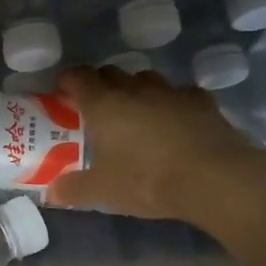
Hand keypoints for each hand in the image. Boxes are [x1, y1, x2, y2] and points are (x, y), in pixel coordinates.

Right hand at [44, 66, 265, 221]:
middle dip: (99, 84)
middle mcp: (134, 89)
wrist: (213, 178)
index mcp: (104, 104)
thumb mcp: (104, 191)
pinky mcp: (201, 101)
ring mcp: (170, 92)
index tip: (62, 93)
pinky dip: (171, 102)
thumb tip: (51, 192)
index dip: (67, 81)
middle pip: (111, 73)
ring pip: (145, 79)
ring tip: (135, 112)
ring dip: (135, 89)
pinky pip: (179, 93)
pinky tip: (174, 119)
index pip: (78, 77)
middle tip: (95, 107)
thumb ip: (74, 189)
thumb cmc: (147, 180)